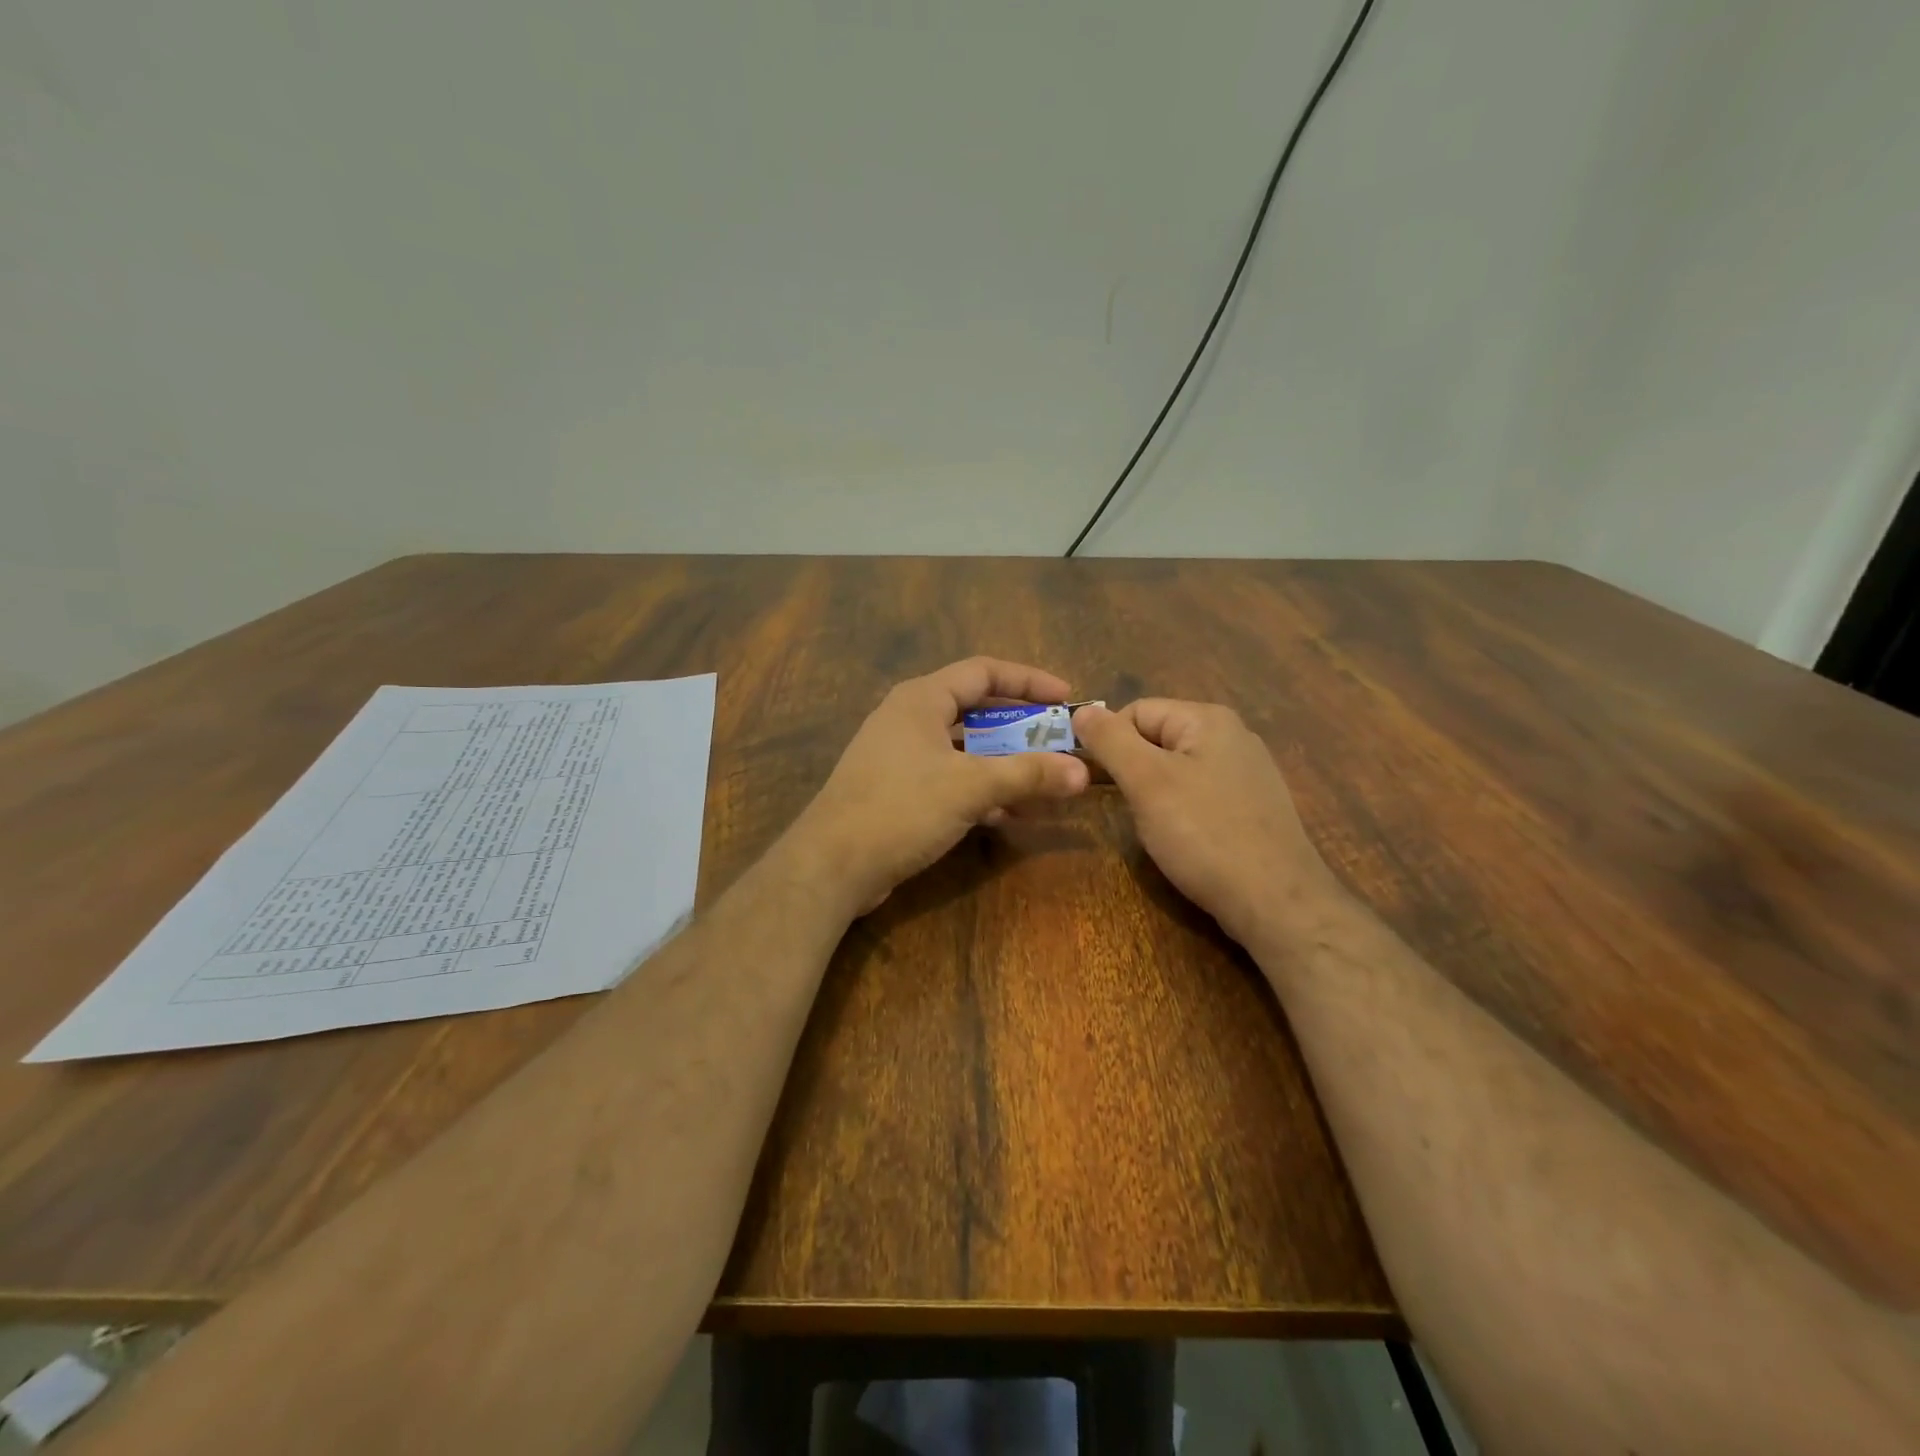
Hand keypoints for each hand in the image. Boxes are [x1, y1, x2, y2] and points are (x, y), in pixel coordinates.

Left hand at [791, 658, 1091, 914]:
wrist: (832, 865)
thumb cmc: (901, 808)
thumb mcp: (971, 787)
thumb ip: (1028, 774)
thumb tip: (1082, 771)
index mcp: (922, 699)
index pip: (983, 671)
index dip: (1028, 681)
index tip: (1066, 699)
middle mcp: (908, 719)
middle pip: (975, 710)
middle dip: (1019, 727)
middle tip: (1057, 742)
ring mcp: (899, 756)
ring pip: (963, 750)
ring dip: (1003, 764)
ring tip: (1043, 783)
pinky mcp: (896, 791)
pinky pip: (949, 779)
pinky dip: (980, 790)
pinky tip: (1009, 814)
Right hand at [1072, 699, 1339, 945]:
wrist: (1276, 901)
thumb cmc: (1204, 834)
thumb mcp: (1147, 782)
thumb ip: (1110, 741)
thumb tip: (1080, 711)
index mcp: (1208, 719)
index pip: (1136, 711)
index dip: (1109, 743)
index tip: (1096, 782)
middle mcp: (1232, 735)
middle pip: (1157, 738)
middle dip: (1132, 770)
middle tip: (1126, 807)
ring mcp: (1247, 772)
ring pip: (1177, 769)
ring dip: (1154, 793)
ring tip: (1154, 827)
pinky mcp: (1252, 806)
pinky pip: (1200, 793)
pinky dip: (1181, 811)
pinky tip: (1183, 839)